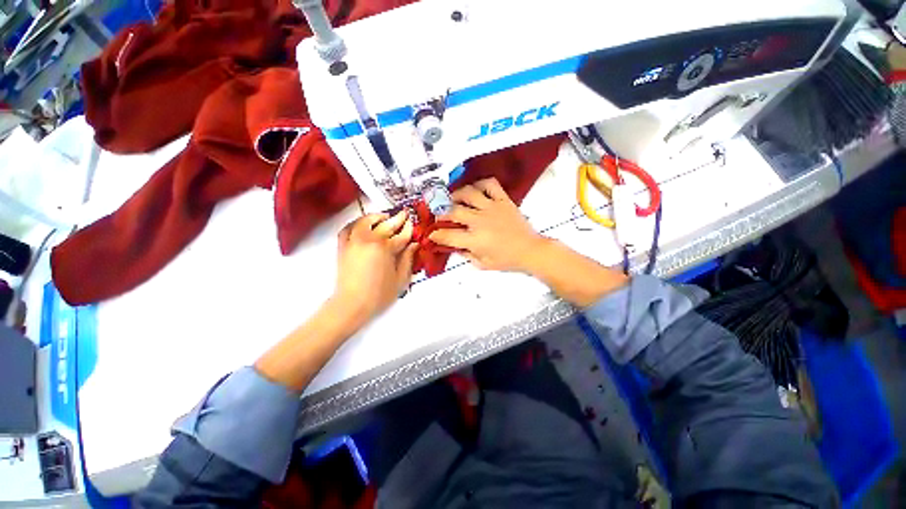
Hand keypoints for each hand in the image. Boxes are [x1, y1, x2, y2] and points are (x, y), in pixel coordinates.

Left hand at [334, 211, 416, 320]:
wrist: (352, 304)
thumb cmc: (379, 295)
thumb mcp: (401, 279)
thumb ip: (408, 259)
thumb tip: (414, 244)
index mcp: (386, 248)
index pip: (401, 235)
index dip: (409, 229)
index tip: (413, 223)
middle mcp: (369, 240)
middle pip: (386, 225)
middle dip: (397, 219)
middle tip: (404, 214)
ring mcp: (354, 241)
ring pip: (365, 221)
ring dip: (377, 217)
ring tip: (384, 216)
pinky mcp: (343, 246)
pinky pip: (348, 228)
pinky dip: (356, 223)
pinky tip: (363, 223)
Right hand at [429, 178, 545, 271]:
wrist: (529, 250)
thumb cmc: (506, 260)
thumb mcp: (482, 263)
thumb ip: (465, 254)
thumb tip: (453, 245)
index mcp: (475, 240)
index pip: (448, 235)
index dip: (436, 235)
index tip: (432, 234)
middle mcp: (480, 221)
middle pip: (454, 211)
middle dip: (441, 213)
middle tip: (439, 215)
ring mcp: (492, 208)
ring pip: (468, 193)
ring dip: (456, 195)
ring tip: (452, 199)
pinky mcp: (503, 200)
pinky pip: (490, 184)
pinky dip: (480, 184)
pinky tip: (475, 190)